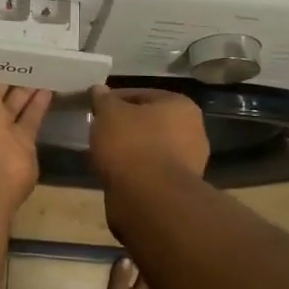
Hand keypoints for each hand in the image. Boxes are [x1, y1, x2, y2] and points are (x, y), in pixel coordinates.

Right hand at [89, 83, 209, 187]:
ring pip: (151, 148)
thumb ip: (103, 100)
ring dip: (131, 150)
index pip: (141, 94)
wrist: (150, 199)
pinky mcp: (179, 187)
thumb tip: (99, 89)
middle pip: (149, 122)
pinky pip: (151, 170)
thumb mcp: (109, 114)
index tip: (95, 109)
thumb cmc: (131, 145)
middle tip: (100, 131)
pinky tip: (116, 173)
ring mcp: (189, 162)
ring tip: (104, 154)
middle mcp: (192, 130)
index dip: (115, 100)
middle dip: (125, 125)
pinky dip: (135, 170)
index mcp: (180, 105)